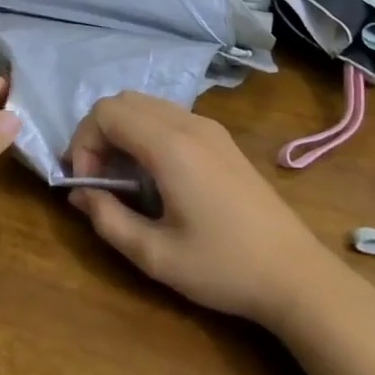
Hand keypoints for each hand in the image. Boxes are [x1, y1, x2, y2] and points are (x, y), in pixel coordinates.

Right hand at [65, 92, 337, 326]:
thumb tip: (79, 195)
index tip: (87, 185)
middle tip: (98, 179)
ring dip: (122, 132)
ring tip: (122, 179)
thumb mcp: (155, 255)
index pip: (106, 113)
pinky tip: (154, 175)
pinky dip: (146, 133)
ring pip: (147, 105)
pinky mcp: (222, 139)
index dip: (83, 143)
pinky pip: (170, 117)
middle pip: (123, 101)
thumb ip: (108, 220)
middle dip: (98, 134)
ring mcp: (209, 128)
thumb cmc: (223, 267)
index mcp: (170, 146)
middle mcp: (189, 124)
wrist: (295, 274)